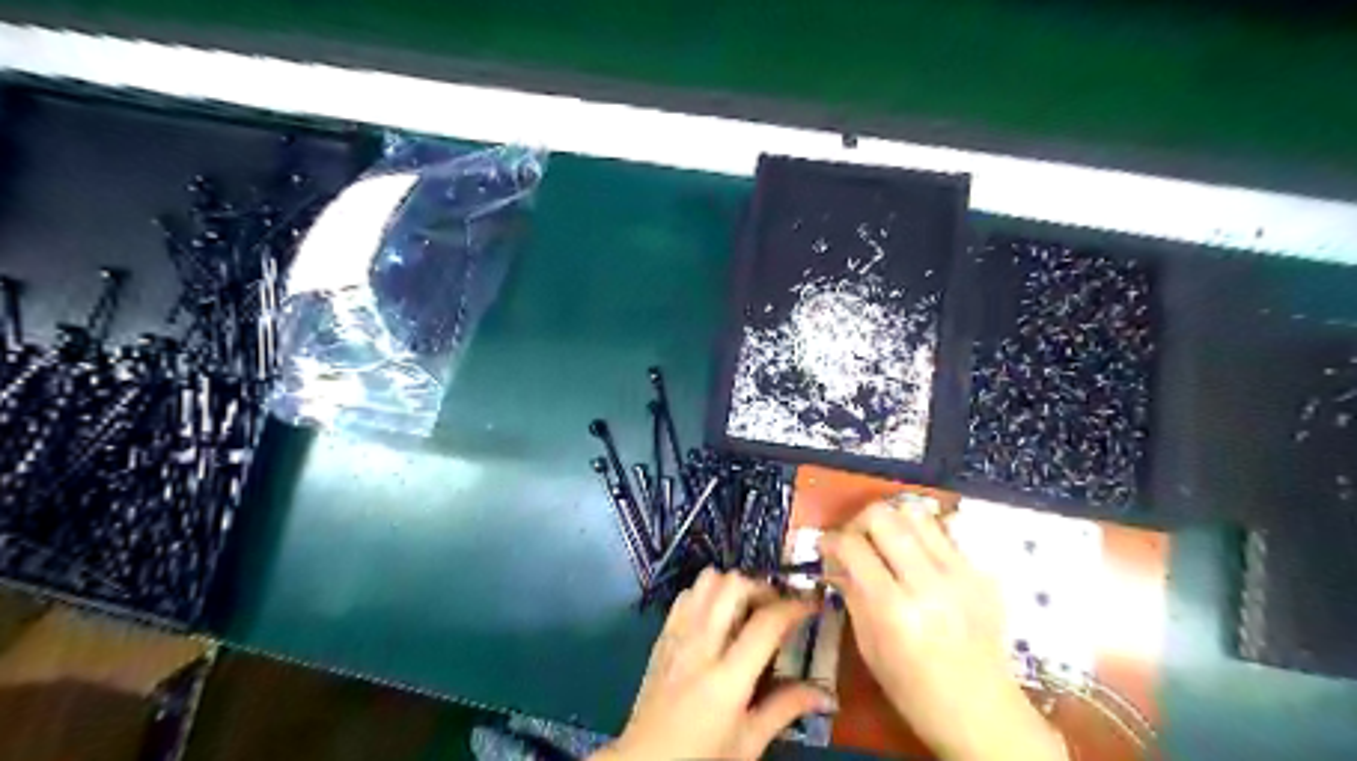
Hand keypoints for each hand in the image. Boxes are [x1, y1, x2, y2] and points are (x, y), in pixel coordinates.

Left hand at [595, 571, 839, 760]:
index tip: (812, 605)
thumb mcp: (749, 743)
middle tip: (777, 608)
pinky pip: (685, 595)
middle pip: (733, 586)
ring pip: (705, 581)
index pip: (766, 623)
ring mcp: (677, 637)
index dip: (795, 606)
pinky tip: (717, 616)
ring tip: (748, 608)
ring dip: (732, 586)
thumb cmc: (702, 759)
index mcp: (727, 679)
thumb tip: (828, 694)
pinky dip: (706, 594)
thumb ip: (786, 709)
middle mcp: (700, 647)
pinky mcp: (661, 637)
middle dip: (762, 587)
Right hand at [820, 500, 1065, 759]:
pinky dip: (921, 537)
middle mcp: (928, 583)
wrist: (983, 713)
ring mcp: (961, 573)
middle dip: (858, 521)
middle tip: (855, 540)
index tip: (826, 546)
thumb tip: (834, 559)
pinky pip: (943, 533)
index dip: (831, 540)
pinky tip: (917, 561)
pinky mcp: (981, 572)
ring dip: (892, 521)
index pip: (852, 546)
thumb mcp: (869, 646)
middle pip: (883, 516)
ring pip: (915, 513)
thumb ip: (851, 593)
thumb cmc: (914, 690)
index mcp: (894, 609)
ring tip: (886, 542)